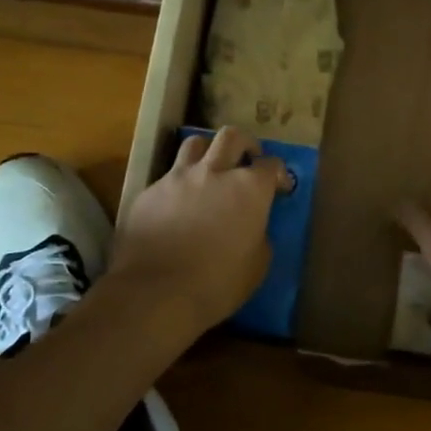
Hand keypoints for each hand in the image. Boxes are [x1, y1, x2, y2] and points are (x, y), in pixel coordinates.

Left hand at [113, 127, 289, 333]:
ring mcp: (178, 178)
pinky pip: (168, 175)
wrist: (156, 293)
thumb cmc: (217, 284)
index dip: (279, 174)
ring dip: (208, 151)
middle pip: (232, 137)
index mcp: (249, 189)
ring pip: (195, 143)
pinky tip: (178, 204)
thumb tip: (253, 227)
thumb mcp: (257, 266)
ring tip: (210, 169)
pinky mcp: (149, 191)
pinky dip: (179, 183)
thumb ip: (259, 236)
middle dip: (245, 144)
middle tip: (248, 160)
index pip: (271, 165)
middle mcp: (215, 172)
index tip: (280, 188)